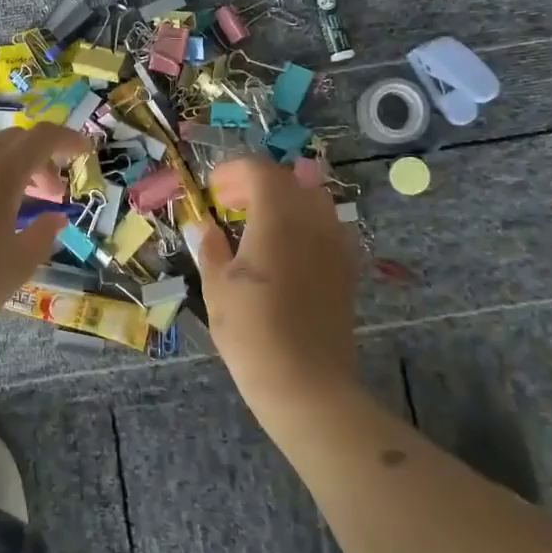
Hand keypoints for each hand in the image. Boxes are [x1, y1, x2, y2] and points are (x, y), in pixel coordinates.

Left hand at [0, 123, 90, 348]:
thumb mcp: (18, 264)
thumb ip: (42, 234)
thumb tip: (54, 218)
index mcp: (0, 171)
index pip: (43, 138)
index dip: (68, 140)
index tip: (83, 152)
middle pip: (12, 138)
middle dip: (37, 159)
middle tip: (47, 193)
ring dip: (1, 153)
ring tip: (5, 186)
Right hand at [186, 155, 360, 416]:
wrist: (306, 383)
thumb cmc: (251, 331)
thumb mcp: (217, 286)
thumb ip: (211, 247)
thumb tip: (204, 226)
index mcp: (277, 216)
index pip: (260, 170)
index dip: (234, 171)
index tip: (213, 188)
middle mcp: (312, 219)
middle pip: (289, 179)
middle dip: (257, 182)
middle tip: (230, 203)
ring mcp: (335, 243)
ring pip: (313, 199)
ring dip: (284, 199)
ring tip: (258, 221)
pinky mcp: (347, 267)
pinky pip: (328, 226)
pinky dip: (306, 223)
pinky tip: (287, 247)